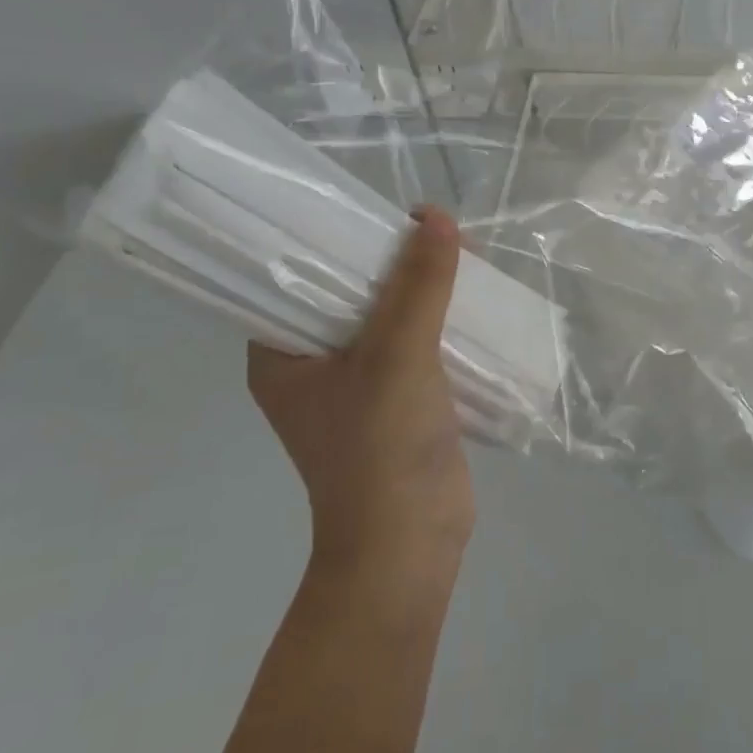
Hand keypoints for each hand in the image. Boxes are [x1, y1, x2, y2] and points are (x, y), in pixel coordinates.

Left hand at [248, 207, 472, 580]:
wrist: (411, 543)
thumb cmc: (382, 447)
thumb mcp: (399, 353)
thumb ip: (419, 284)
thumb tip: (437, 217)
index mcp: (281, 354)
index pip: (297, 275)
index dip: (335, 237)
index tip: (377, 209)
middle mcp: (312, 364)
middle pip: (351, 291)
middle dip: (393, 260)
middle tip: (435, 231)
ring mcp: (356, 384)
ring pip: (389, 316)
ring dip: (423, 289)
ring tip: (462, 256)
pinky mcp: (396, 400)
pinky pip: (415, 343)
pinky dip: (439, 319)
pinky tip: (471, 298)